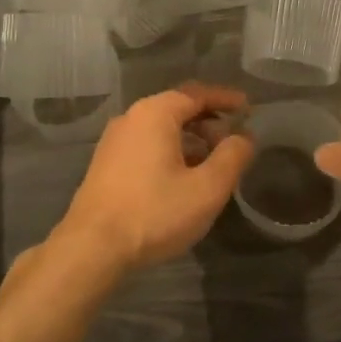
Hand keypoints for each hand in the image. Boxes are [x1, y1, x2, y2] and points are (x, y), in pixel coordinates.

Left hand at [50, 84, 253, 276]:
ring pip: (161, 128)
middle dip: (209, 121)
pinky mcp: (105, 164)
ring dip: (190, 139)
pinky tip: (181, 177)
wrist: (91, 248)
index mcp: (155, 113)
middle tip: (232, 142)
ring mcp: (114, 141)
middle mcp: (131, 118)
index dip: (226, 99)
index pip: (197, 94)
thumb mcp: (206, 188)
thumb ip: (232, 157)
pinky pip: (146, 144)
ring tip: (211, 163)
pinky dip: (170, 150)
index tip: (248, 108)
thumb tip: (245, 136)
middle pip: (177, 108)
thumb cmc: (154, 212)